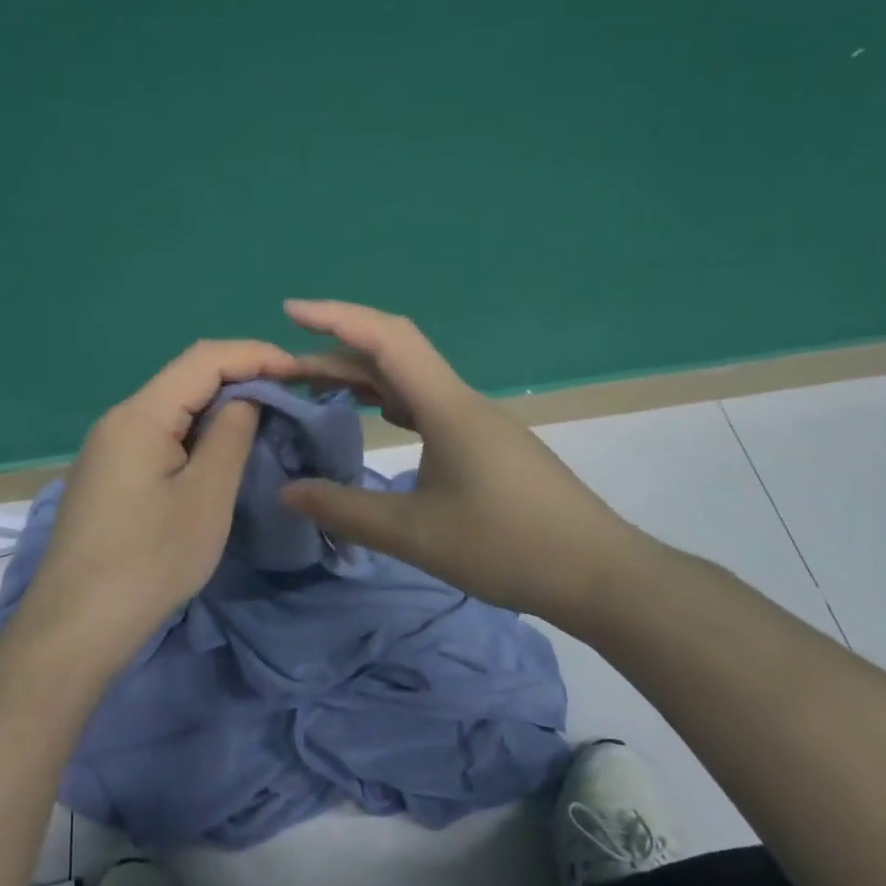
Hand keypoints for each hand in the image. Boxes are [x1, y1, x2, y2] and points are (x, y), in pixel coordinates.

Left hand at [16, 339, 296, 667]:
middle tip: (290, 397)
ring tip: (265, 421)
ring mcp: (109, 448)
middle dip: (241, 378)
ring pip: (173, 408)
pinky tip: (220, 453)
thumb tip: (246, 398)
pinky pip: (159, 436)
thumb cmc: (150, 560)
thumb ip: (231, 435)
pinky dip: (197, 434)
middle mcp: (119, 420)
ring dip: (220, 408)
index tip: (300, 373)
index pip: (204, 359)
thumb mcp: (206, 496)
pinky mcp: (109, 475)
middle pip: (185, 378)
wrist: (78, 625)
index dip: (256, 355)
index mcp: (140, 415)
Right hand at [278, 300, 642, 623]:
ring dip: (364, 379)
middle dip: (336, 355)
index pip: (386, 339)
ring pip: (412, 383)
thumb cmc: (507, 547)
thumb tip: (287, 491)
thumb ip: (345, 510)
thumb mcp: (414, 534)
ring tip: (317, 390)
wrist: (599, 574)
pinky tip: (377, 420)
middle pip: (394, 357)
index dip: (336, 317)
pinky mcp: (488, 446)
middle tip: (285, 371)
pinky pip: (428, 408)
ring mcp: (479, 423)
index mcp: (447, 407)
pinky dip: (390, 404)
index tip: (290, 312)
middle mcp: (462, 402)